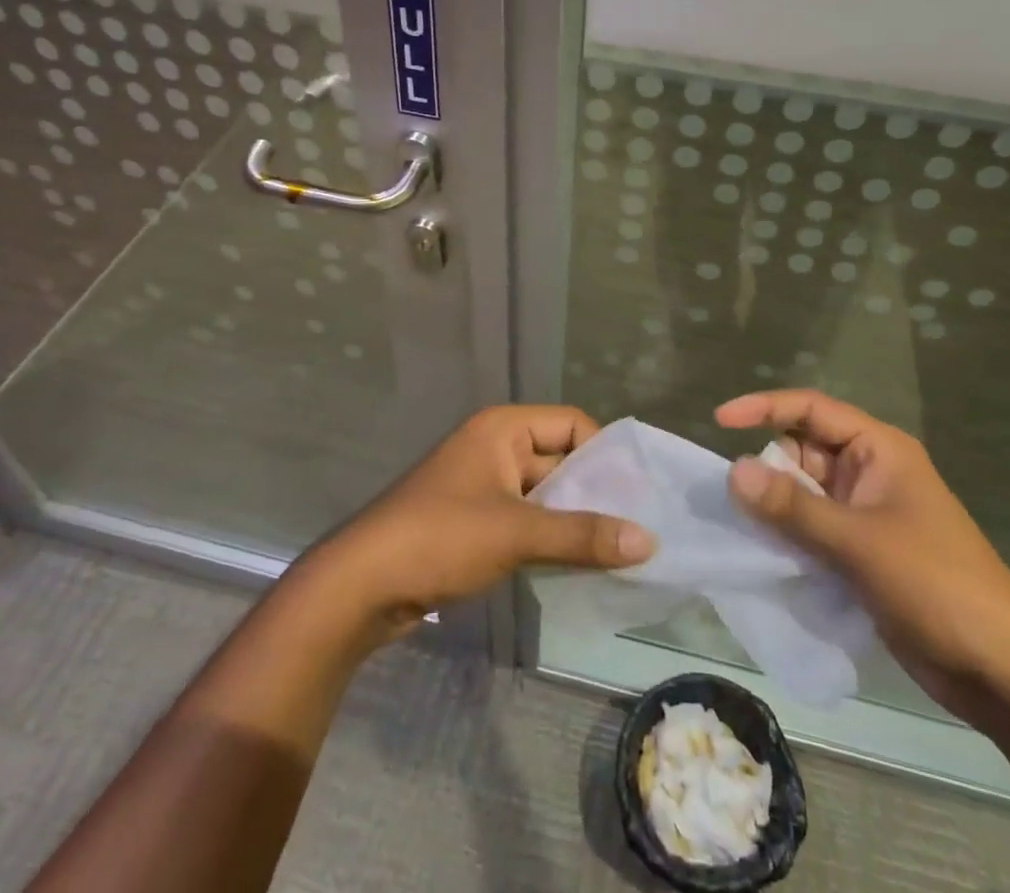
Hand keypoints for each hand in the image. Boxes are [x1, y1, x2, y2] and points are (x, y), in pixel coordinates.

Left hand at [306, 405, 653, 639]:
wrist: (360, 586)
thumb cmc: (440, 538)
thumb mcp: (516, 533)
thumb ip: (582, 535)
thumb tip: (649, 540)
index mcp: (503, 429)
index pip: (571, 423)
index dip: (605, 453)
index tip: (637, 492)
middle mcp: (495, 447)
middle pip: (559, 459)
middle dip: (595, 491)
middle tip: (639, 526)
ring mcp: (483, 486)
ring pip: (544, 494)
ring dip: (574, 519)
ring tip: (619, 550)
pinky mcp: (474, 522)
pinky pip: (525, 520)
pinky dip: (550, 538)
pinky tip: (578, 565)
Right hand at [717, 389, 1009, 725]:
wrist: (1005, 673)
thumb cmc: (937, 586)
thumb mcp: (859, 542)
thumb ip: (793, 507)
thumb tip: (733, 471)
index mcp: (879, 450)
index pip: (812, 409)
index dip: (764, 408)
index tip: (719, 421)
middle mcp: (870, 474)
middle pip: (803, 451)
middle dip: (766, 468)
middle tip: (731, 499)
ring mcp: (867, 515)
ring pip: (804, 495)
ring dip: (774, 508)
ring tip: (738, 528)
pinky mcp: (863, 554)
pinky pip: (813, 531)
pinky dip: (788, 538)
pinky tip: (764, 557)